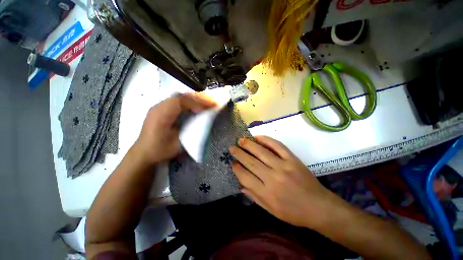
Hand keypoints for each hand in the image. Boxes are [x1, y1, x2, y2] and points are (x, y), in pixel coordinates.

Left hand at [133, 93, 214, 164]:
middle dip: (196, 98)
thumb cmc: (161, 150)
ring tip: (204, 104)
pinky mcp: (160, 109)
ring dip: (192, 99)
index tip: (208, 107)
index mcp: (161, 116)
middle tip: (209, 103)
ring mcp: (158, 107)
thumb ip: (189, 130)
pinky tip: (193, 107)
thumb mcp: (177, 143)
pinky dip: (187, 102)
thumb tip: (201, 120)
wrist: (143, 153)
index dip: (195, 103)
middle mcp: (158, 107)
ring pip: (177, 97)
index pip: (179, 102)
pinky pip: (175, 101)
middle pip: (179, 96)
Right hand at [229, 136, 334, 227]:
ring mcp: (284, 166)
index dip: (237, 169)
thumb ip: (254, 197)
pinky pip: (277, 146)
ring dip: (249, 145)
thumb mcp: (272, 211)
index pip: (245, 177)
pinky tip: (258, 137)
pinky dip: (267, 140)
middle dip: (239, 154)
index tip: (232, 163)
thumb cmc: (294, 213)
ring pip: (261, 152)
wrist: (319, 207)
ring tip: (240, 140)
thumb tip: (240, 185)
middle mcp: (273, 178)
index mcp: (267, 193)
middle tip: (232, 148)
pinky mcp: (292, 159)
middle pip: (251, 162)